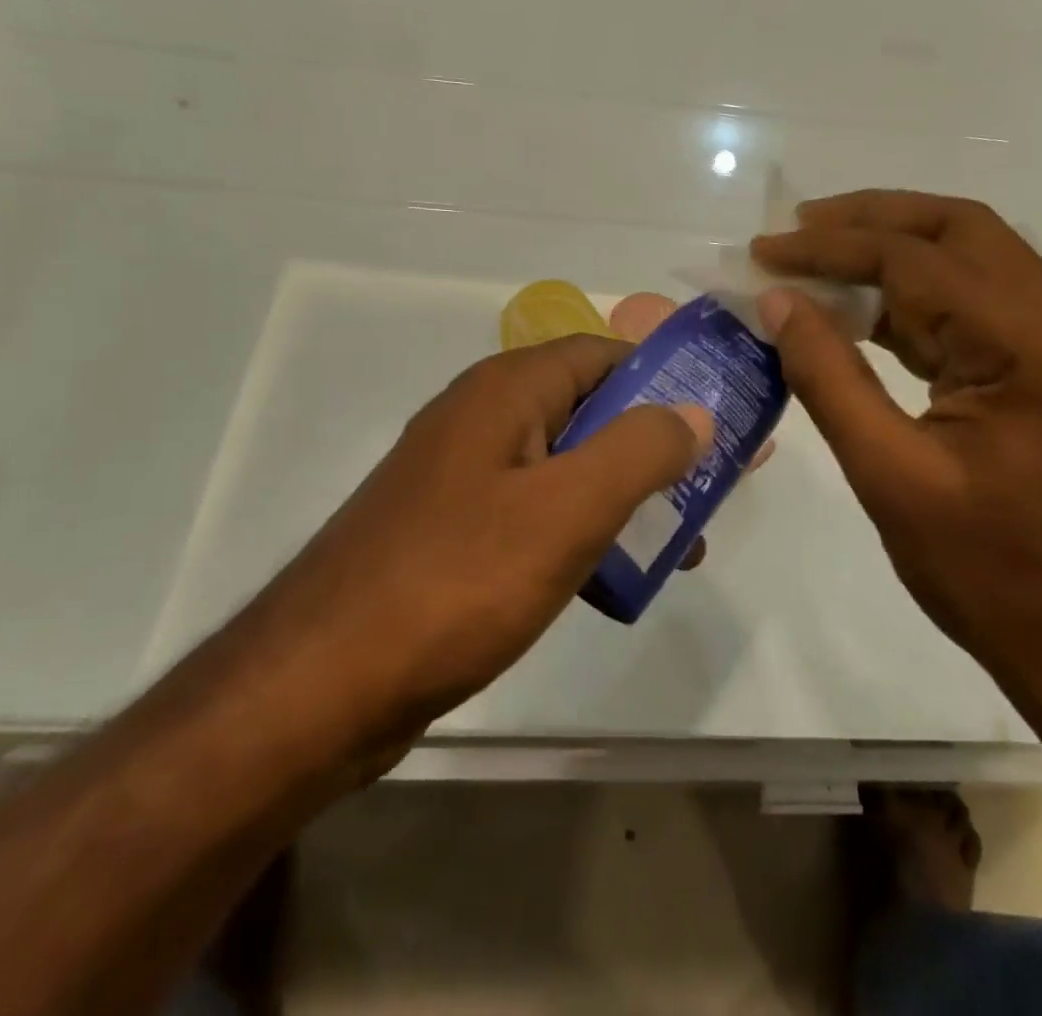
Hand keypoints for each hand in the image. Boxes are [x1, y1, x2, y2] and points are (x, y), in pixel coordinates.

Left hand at [224, 336, 711, 765]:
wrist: (319, 688)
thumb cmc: (455, 581)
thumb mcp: (568, 509)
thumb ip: (641, 450)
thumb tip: (695, 411)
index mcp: (508, 391)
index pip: (606, 354)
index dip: (669, 377)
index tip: (722, 416)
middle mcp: (484, 419)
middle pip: (592, 410)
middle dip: (657, 444)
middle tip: (715, 488)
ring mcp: (464, 478)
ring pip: (568, 467)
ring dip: (626, 495)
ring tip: (682, 545)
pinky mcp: (454, 533)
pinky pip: (537, 513)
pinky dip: (584, 533)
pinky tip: (615, 579)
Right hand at [752, 190, 1041, 677]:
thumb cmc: (989, 573)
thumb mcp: (890, 475)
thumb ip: (829, 377)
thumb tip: (778, 301)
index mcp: (1031, 344)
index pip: (917, 260)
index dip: (831, 248)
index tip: (764, 251)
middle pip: (959, 229)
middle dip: (871, 219)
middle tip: (797, 228)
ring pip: (969, 259)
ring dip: (892, 250)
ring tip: (817, 257)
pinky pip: (975, 304)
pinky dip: (913, 296)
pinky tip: (861, 310)